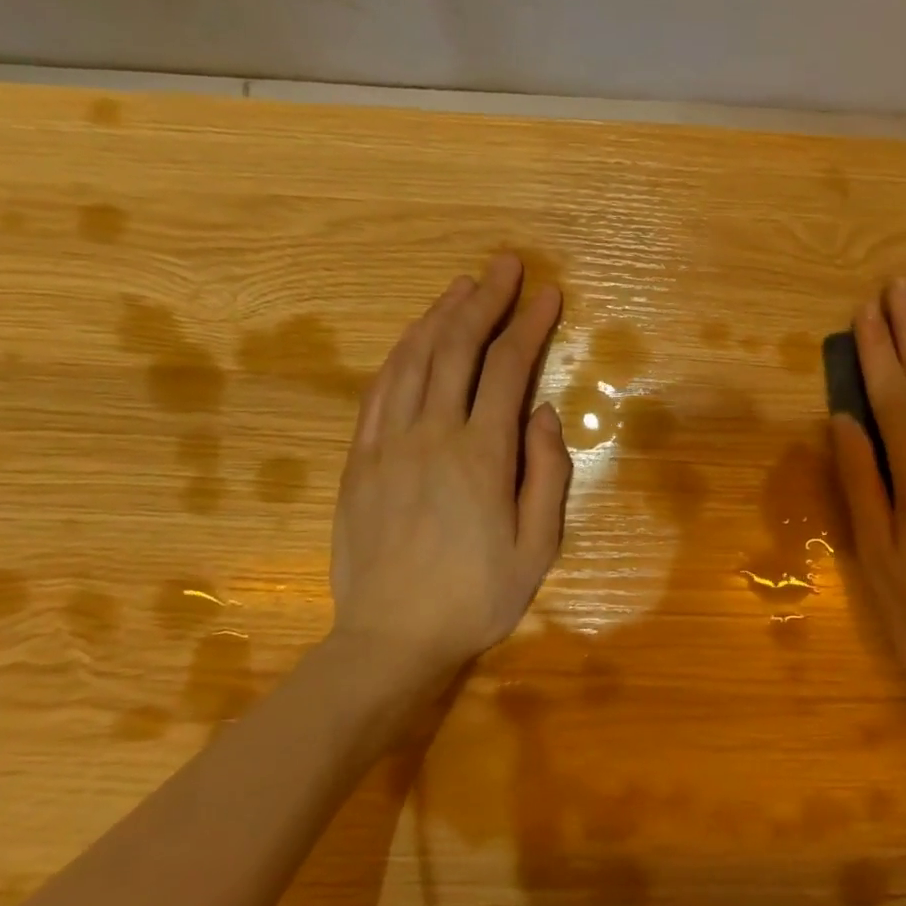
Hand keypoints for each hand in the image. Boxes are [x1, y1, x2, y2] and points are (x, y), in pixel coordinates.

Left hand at [328, 256, 570, 694]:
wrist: (391, 639)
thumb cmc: (476, 597)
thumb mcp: (538, 547)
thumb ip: (547, 474)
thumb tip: (544, 413)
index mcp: (481, 456)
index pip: (508, 370)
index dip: (529, 326)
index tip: (547, 294)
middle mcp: (432, 435)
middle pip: (457, 349)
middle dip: (485, 301)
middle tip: (505, 265)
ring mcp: (387, 444)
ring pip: (413, 360)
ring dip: (439, 316)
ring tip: (462, 287)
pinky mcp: (359, 459)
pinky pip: (379, 390)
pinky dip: (400, 353)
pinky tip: (415, 337)